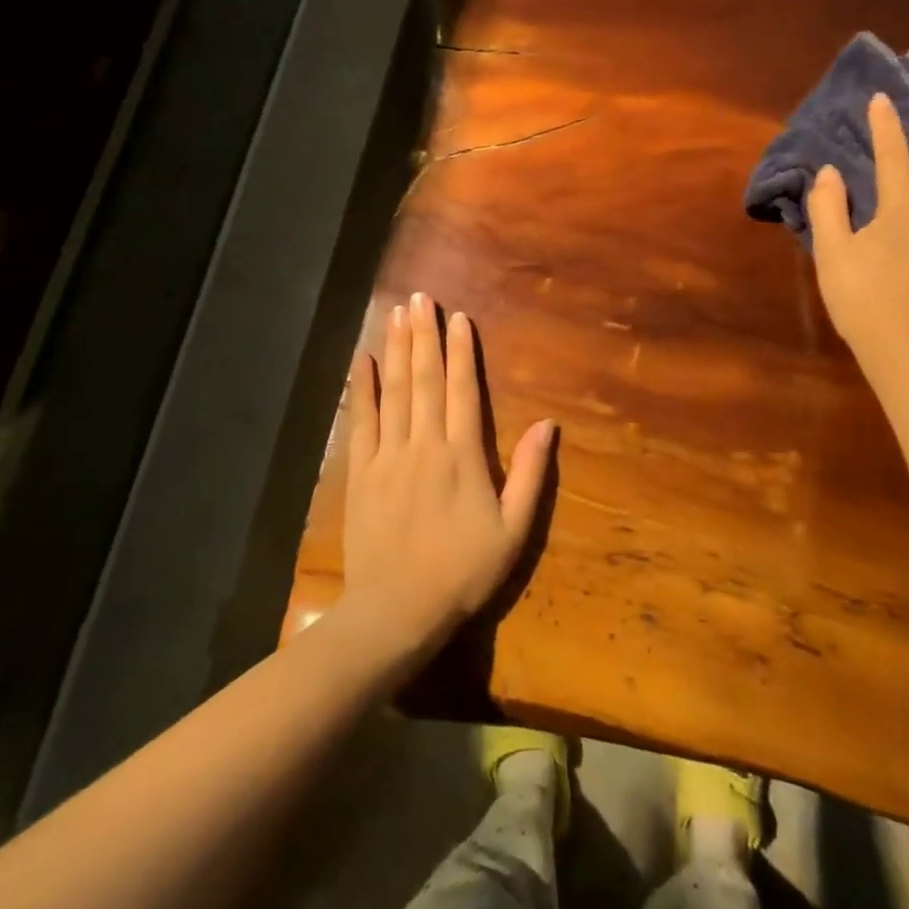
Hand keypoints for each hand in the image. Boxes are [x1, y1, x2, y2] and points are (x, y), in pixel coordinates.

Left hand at [340, 293, 555, 660]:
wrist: (397, 611)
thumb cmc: (463, 572)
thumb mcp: (513, 530)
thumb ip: (530, 474)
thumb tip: (547, 424)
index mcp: (463, 455)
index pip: (463, 390)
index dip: (461, 351)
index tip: (458, 318)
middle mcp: (424, 444)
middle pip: (425, 379)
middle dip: (423, 336)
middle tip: (420, 298)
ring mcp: (388, 456)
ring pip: (393, 391)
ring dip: (395, 349)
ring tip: (396, 313)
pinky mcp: (360, 473)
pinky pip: (361, 421)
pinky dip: (362, 389)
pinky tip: (362, 361)